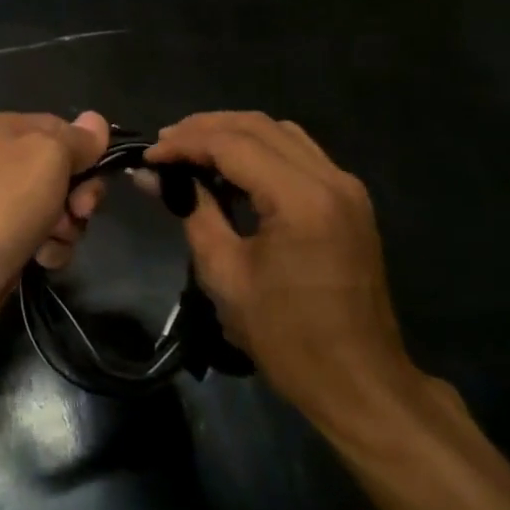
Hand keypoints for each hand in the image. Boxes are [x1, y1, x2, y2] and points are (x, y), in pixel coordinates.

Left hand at [0, 111, 109, 342]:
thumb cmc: (5, 202)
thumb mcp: (49, 155)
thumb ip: (77, 138)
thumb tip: (96, 120)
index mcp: (7, 129)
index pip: (64, 129)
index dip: (86, 152)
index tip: (96, 174)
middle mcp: (2, 160)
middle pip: (65, 171)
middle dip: (80, 195)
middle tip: (78, 211)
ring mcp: (2, 202)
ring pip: (60, 208)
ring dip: (67, 226)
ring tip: (52, 238)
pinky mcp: (4, 239)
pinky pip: (45, 237)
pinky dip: (50, 248)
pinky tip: (40, 258)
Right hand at [146, 112, 425, 430]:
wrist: (360, 382)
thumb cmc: (287, 337)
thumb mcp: (225, 274)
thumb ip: (192, 210)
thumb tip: (152, 175)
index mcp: (301, 199)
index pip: (232, 144)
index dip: (184, 143)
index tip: (148, 156)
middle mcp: (330, 179)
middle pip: (257, 126)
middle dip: (204, 128)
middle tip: (164, 145)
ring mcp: (346, 186)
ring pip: (279, 132)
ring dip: (232, 132)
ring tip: (191, 149)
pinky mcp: (349, 199)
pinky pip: (297, 152)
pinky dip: (259, 148)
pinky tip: (231, 167)